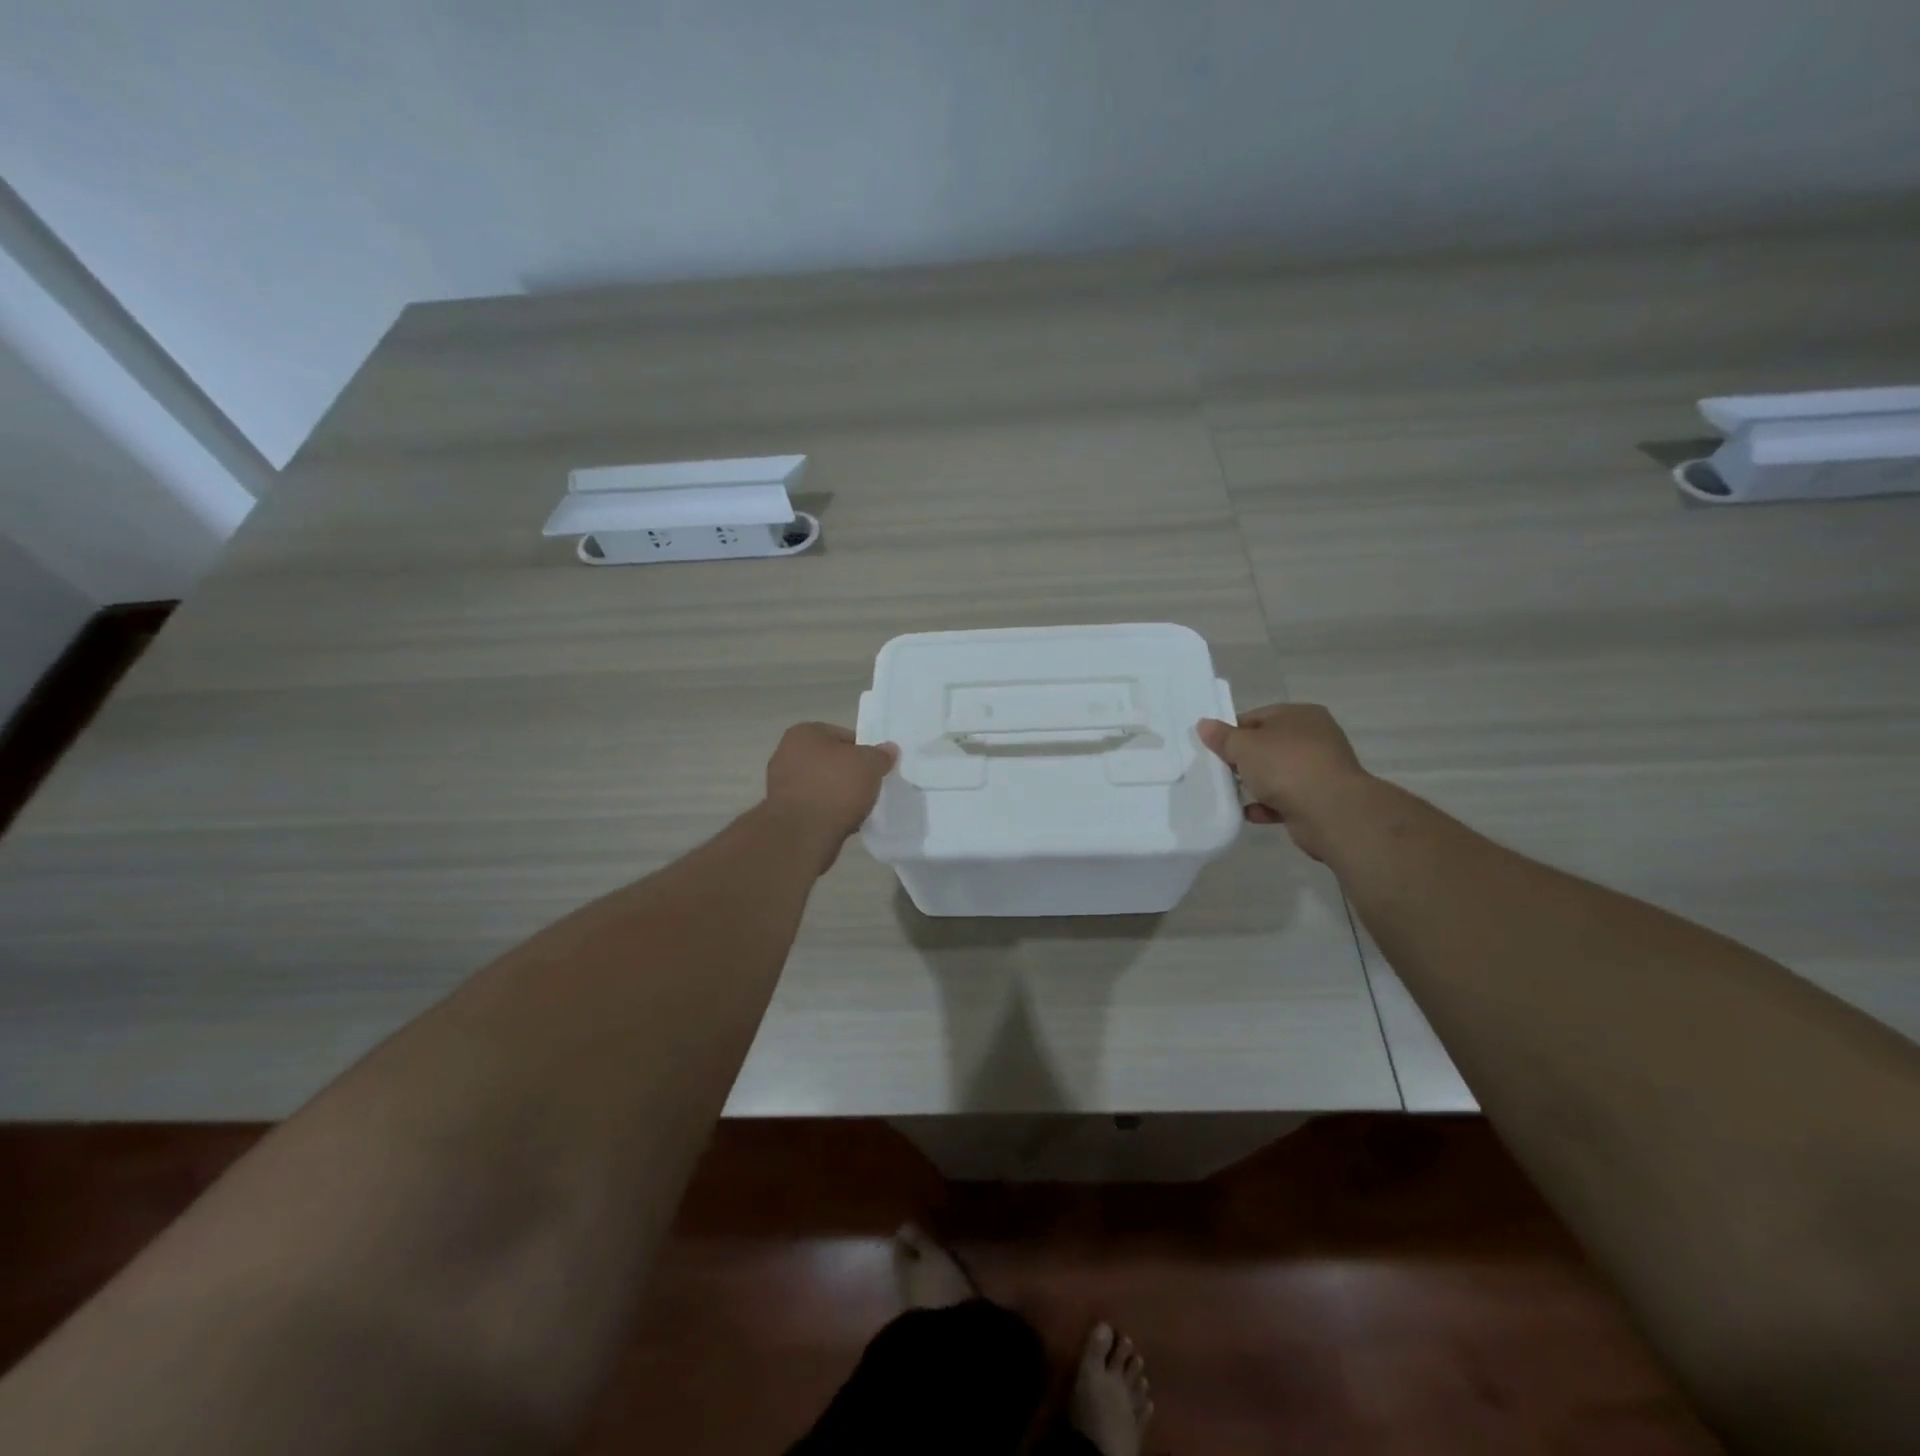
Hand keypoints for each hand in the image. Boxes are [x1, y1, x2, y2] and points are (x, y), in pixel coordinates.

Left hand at [764, 722, 898, 859]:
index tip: (876, 768)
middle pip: (831, 761)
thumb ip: (881, 755)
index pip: (843, 736)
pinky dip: (828, 812)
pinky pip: (815, 807)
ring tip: (859, 808)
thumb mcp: (869, 764)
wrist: (802, 834)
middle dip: (850, 774)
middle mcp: (786, 754)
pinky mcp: (783, 812)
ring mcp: (781, 785)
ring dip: (839, 795)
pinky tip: (843, 822)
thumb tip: (889, 749)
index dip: (864, 751)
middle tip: (870, 787)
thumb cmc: (834, 787)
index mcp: (804, 733)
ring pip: (822, 785)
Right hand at [1196, 704, 1371, 860]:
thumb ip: (1222, 737)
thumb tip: (1203, 724)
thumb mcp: (1245, 746)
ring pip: (1276, 774)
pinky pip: (1284, 799)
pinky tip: (1247, 813)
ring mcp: (1318, 770)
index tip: (1213, 748)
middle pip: (1267, 746)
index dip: (1232, 731)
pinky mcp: (1317, 799)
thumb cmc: (1286, 766)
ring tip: (1228, 793)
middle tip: (1217, 771)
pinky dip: (1266, 806)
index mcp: (1300, 716)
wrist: (1331, 812)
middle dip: (1242, 760)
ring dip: (1254, 784)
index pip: (1258, 717)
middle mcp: (1314, 739)